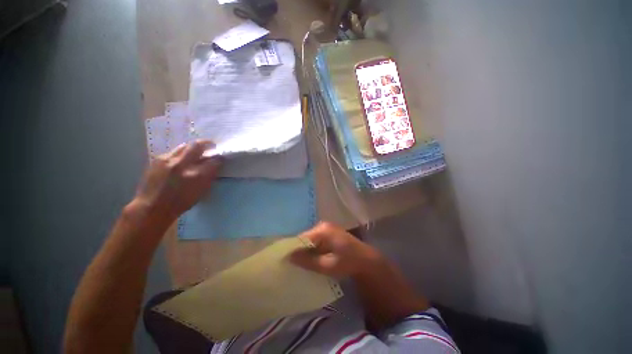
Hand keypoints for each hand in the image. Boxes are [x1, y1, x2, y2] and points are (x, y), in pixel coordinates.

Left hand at [133, 140, 221, 222]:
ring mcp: (168, 160)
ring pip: (184, 146)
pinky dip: (181, 153)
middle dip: (207, 143)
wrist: (152, 207)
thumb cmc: (181, 202)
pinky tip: (181, 159)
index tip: (221, 157)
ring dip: (193, 147)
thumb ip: (209, 176)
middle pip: (197, 146)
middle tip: (211, 144)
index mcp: (197, 175)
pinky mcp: (157, 159)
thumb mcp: (201, 191)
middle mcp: (182, 164)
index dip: (219, 158)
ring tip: (196, 151)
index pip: (214, 160)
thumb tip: (215, 165)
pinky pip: (173, 152)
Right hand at [290, 222, 384, 278]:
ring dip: (305, 251)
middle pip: (304, 238)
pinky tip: (310, 259)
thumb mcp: (328, 265)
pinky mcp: (329, 233)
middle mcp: (323, 226)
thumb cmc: (348, 263)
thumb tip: (289, 257)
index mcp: (322, 230)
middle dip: (299, 251)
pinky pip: (316, 240)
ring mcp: (326, 228)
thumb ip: (308, 261)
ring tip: (299, 263)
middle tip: (291, 265)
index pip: (301, 238)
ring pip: (310, 240)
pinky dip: (312, 249)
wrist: (366, 260)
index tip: (284, 261)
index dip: (292, 250)